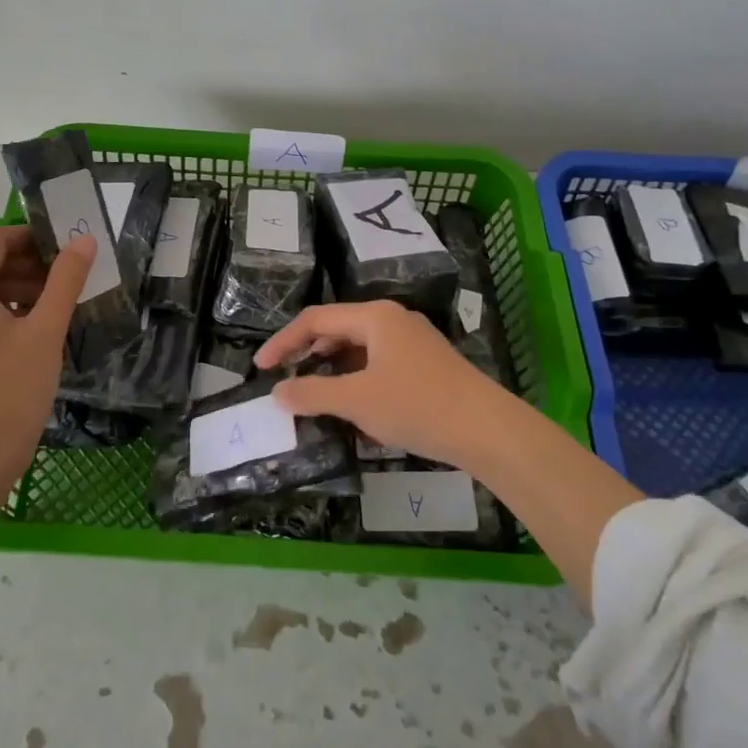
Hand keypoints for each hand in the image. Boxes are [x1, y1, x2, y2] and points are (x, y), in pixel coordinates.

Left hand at [0, 226, 93, 491]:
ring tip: (55, 313)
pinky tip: (31, 339)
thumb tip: (83, 240)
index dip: (31, 237)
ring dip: (18, 293)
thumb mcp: (46, 331)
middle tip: (69, 284)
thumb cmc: (11, 390)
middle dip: (29, 268)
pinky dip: (1, 317)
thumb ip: (66, 280)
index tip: (66, 250)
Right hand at [253, 300, 507, 473]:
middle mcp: (393, 320)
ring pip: (359, 350)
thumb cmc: (417, 406)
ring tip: (314, 398)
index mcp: (375, 317)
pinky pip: (378, 365)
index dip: (283, 342)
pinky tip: (353, 411)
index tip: (260, 368)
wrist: (487, 429)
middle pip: (337, 330)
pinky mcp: (425, 365)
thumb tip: (277, 394)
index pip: (316, 320)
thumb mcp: (357, 401)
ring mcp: (412, 342)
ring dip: (332, 372)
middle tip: (285, 381)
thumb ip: (313, 394)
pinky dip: (357, 382)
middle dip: (308, 355)